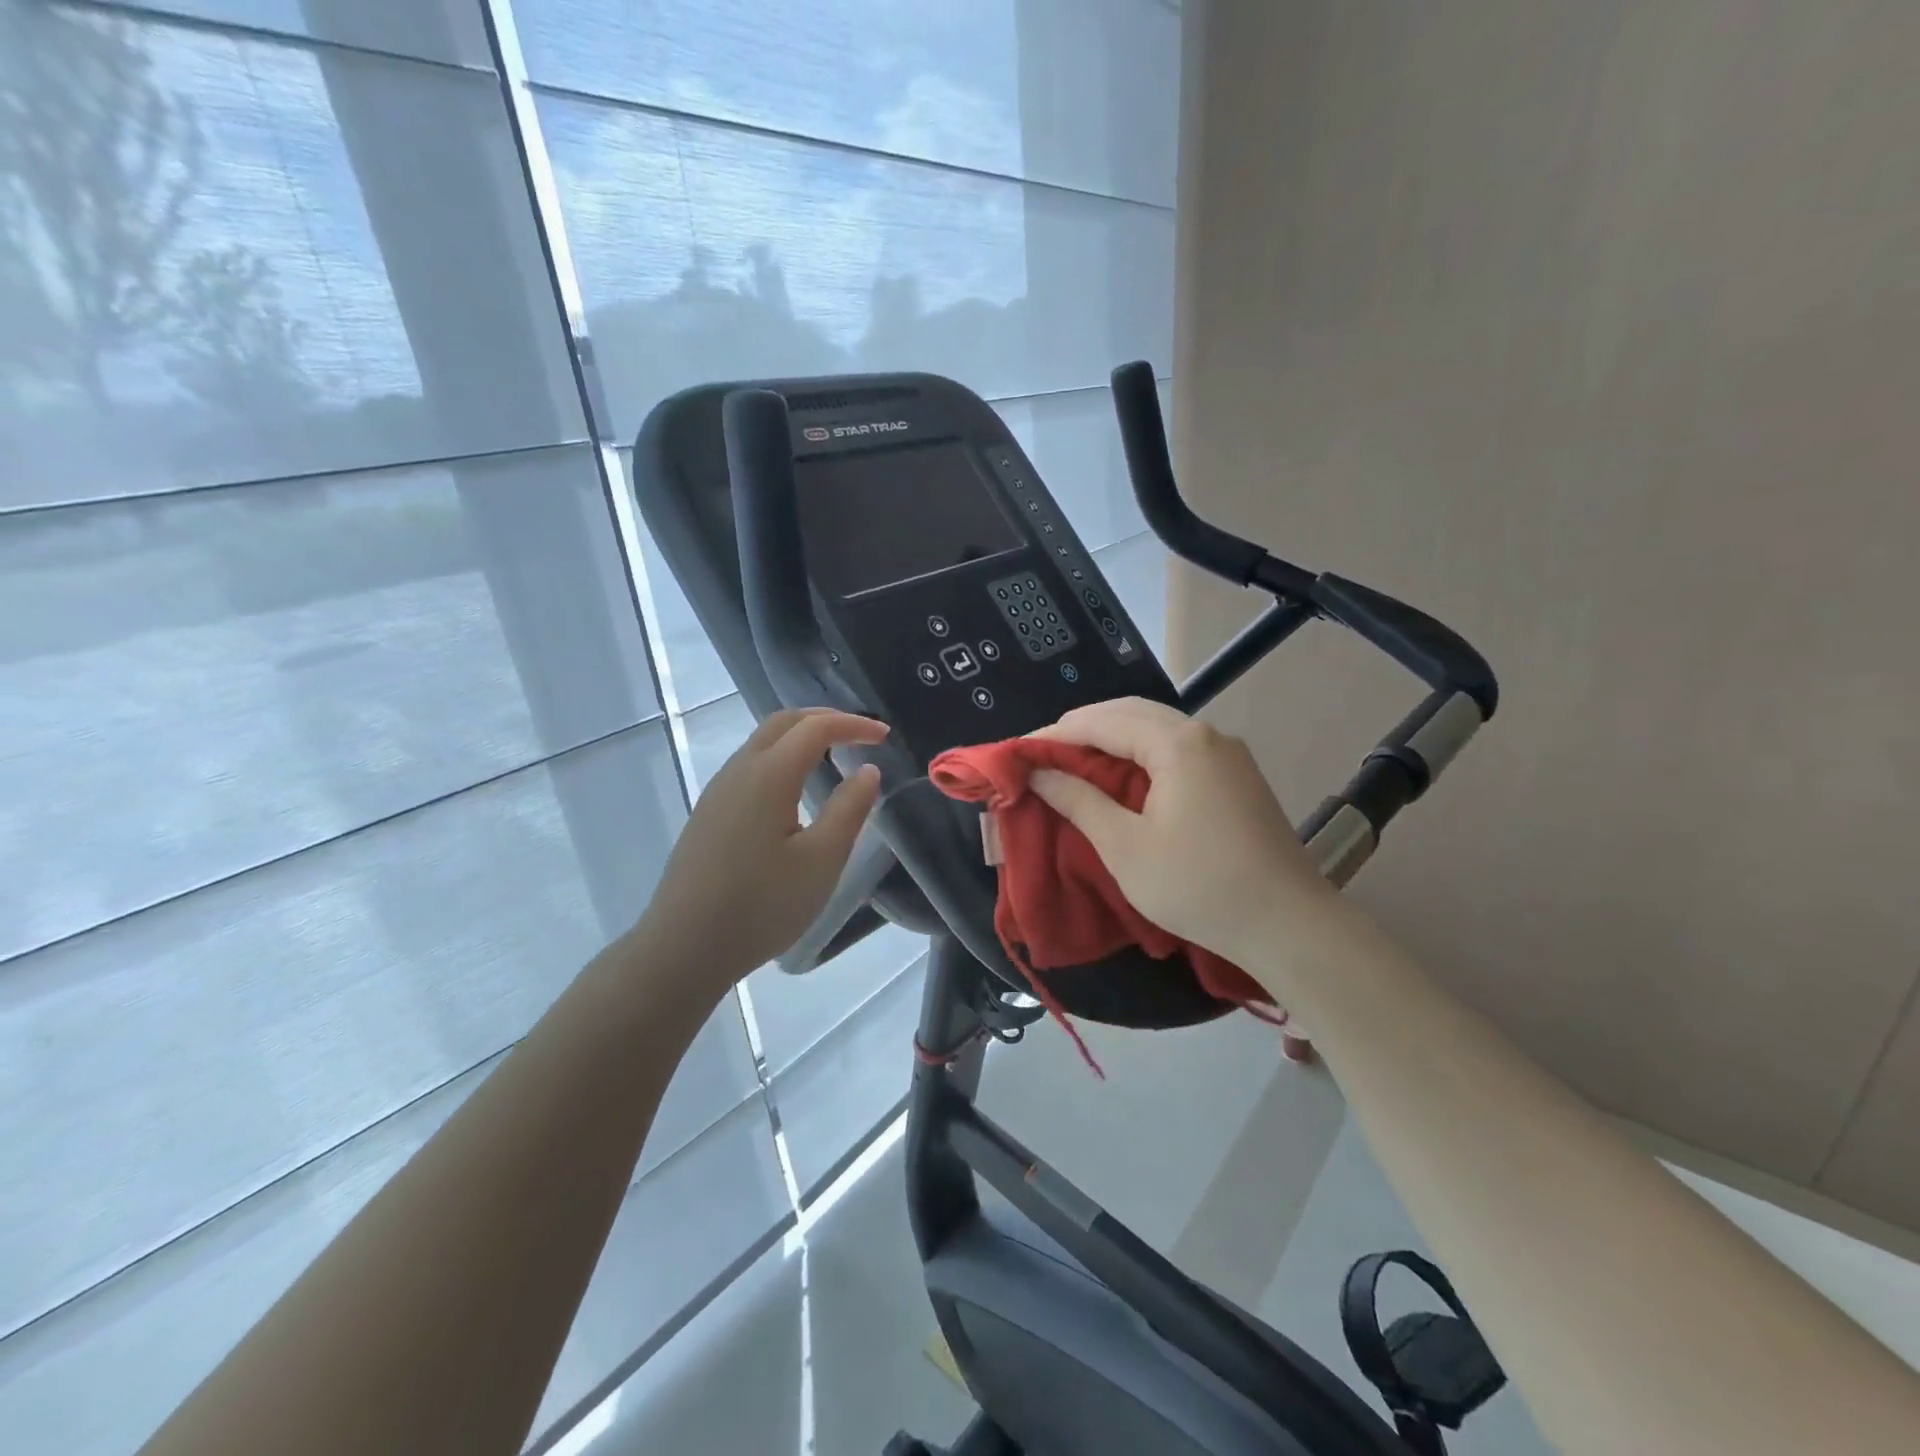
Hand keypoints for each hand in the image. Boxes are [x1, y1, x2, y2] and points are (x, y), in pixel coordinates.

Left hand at [633, 709, 887, 988]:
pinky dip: (781, 757)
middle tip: (859, 734)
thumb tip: (868, 771)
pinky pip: (749, 766)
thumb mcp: (822, 860)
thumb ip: (850, 809)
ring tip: (832, 755)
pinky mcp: (708, 814)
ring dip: (799, 737)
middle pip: (783, 723)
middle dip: (824, 719)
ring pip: (761, 742)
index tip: (884, 736)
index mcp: (769, 775)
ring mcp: (718, 792)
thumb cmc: (762, 905)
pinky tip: (793, 790)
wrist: (684, 947)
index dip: (853, 725)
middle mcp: (739, 771)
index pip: (816, 728)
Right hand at [1030, 697, 1341, 964]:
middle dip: (1083, 729)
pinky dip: (1141, 755)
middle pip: (1131, 714)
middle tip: (1043, 755)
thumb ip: (1078, 801)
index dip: (1056, 735)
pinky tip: (1123, 779)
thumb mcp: (1125, 847)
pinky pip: (1178, 749)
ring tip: (1074, 764)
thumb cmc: (1198, 886)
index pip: (1102, 721)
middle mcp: (1206, 734)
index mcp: (1177, 743)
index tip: (1018, 753)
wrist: (1289, 925)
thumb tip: (1039, 772)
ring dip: (1112, 740)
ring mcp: (1227, 753)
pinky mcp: (1237, 775)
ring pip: (1156, 729)